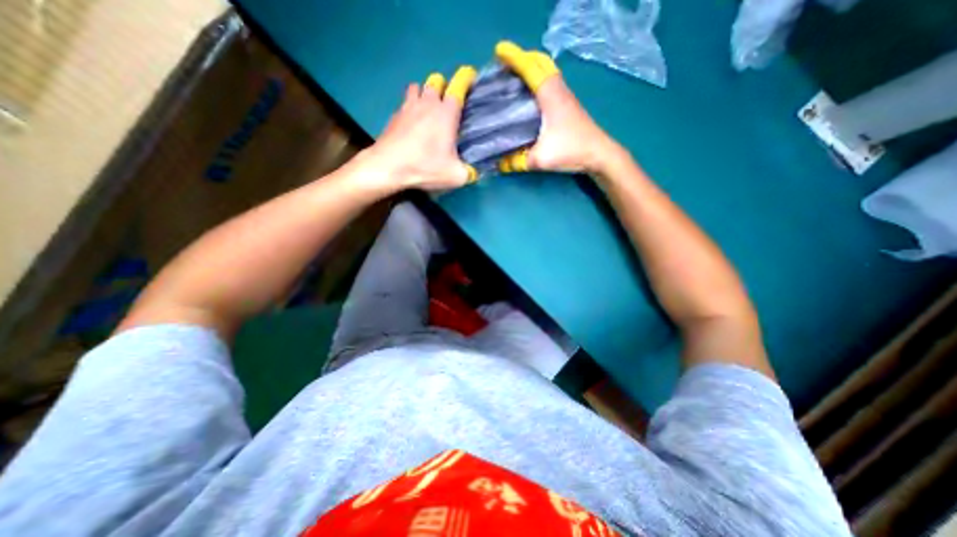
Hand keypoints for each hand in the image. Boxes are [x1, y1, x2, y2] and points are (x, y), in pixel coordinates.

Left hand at [363, 65, 477, 193]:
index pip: (458, 86)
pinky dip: (411, 108)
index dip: (466, 78)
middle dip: (443, 87)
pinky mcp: (394, 116)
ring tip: (428, 109)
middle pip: (436, 81)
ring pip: (417, 87)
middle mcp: (427, 104)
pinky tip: (412, 124)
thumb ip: (468, 173)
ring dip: (424, 93)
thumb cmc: (425, 167)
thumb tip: (472, 173)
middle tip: (447, 103)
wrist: (388, 166)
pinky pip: (405, 103)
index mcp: (446, 113)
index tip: (470, 77)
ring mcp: (407, 107)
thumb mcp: (455, 176)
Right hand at [494, 43, 621, 176]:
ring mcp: (564, 96)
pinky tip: (527, 98)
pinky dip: (536, 84)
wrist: (597, 154)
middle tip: (502, 70)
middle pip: (538, 65)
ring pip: (544, 74)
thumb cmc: (570, 150)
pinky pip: (548, 86)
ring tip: (510, 81)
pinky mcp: (566, 106)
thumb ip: (518, 161)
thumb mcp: (540, 158)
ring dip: (529, 73)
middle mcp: (557, 89)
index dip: (513, 59)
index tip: (498, 54)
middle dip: (520, 63)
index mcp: (549, 94)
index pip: (530, 68)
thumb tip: (501, 162)